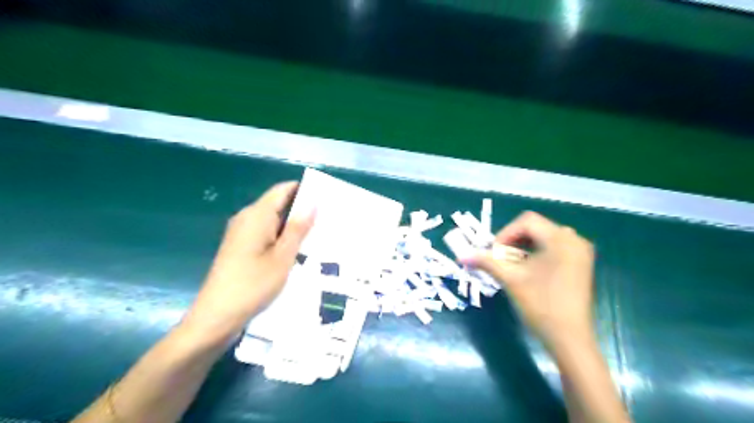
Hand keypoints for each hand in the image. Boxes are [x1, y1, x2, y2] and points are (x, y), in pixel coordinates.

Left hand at [181, 181, 313, 347]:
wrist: (216, 317)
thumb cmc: (253, 285)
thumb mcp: (283, 257)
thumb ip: (298, 228)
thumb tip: (313, 202)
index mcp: (257, 215)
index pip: (282, 190)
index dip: (304, 190)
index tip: (326, 198)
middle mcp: (247, 218)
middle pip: (278, 205)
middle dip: (302, 211)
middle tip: (328, 220)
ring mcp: (241, 233)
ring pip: (273, 221)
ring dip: (293, 227)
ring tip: (319, 235)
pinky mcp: (240, 247)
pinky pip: (266, 234)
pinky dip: (282, 238)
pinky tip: (299, 251)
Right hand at [459, 210, 594, 352]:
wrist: (570, 340)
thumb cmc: (541, 306)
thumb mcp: (511, 279)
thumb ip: (486, 262)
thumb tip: (461, 256)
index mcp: (560, 239)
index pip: (527, 221)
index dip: (505, 233)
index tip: (493, 252)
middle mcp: (574, 240)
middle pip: (535, 227)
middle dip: (513, 240)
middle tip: (499, 257)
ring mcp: (580, 252)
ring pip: (544, 237)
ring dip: (523, 246)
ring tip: (510, 263)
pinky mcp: (581, 264)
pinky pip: (554, 247)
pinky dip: (536, 252)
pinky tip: (527, 268)